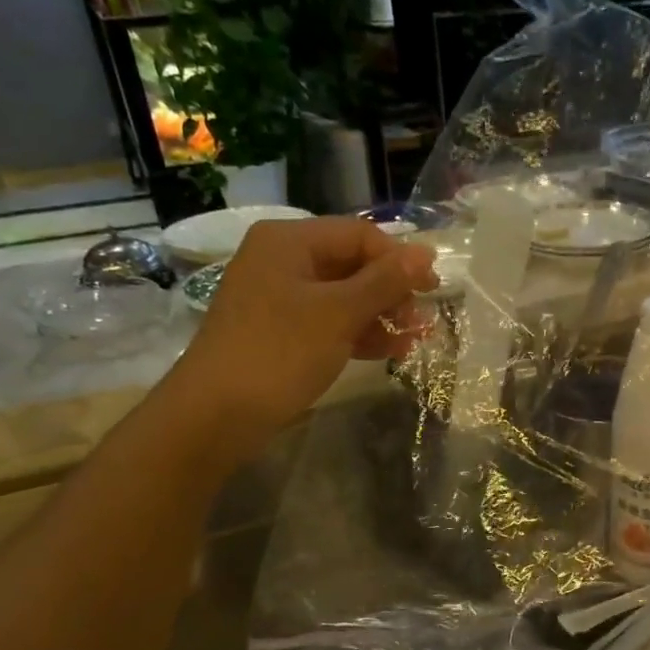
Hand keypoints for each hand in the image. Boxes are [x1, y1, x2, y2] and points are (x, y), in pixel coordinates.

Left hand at [173, 217, 434, 437]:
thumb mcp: (339, 313)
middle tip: (421, 322)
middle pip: (352, 264)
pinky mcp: (281, 332)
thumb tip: (426, 254)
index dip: (399, 259)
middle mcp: (283, 260)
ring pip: (344, 296)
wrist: (217, 414)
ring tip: (413, 341)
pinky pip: (330, 322)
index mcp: (290, 241)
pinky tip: (388, 352)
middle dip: (392, 291)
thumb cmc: (280, 353)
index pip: (359, 234)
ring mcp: (280, 298)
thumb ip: (385, 282)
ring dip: (381, 315)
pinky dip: (359, 333)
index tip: (433, 290)